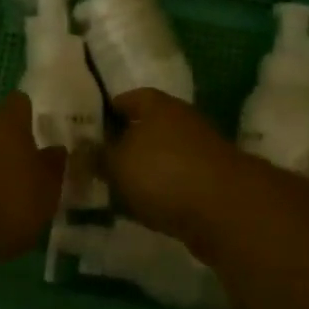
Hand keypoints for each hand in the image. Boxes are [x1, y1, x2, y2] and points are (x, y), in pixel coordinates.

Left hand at [0, 94, 66, 258]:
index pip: (19, 105)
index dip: (28, 112)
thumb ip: (52, 169)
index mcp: (9, 126)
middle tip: (25, 173)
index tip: (37, 121)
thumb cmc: (6, 198)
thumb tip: (57, 150)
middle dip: (8, 151)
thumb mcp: (45, 189)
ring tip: (3, 202)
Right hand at [102, 89, 257, 252]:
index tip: (86, 128)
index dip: (106, 111)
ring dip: (142, 172)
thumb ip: (97, 156)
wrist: (225, 210)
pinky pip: (176, 183)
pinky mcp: (211, 183)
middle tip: (95, 163)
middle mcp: (181, 121)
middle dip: (123, 144)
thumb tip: (83, 150)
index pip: (127, 98)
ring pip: (161, 157)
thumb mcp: (117, 163)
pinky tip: (143, 210)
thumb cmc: (163, 172)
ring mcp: (200, 152)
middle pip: (146, 128)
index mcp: (158, 104)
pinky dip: (160, 193)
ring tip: (115, 190)